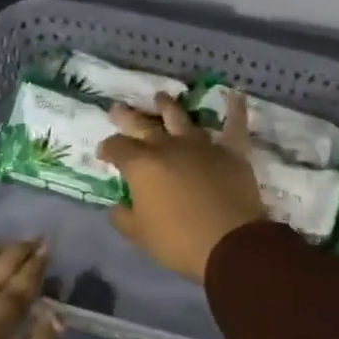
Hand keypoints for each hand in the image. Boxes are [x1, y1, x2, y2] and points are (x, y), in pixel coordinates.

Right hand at [98, 92, 266, 282]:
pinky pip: (234, 125)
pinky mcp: (231, 152)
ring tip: (160, 97)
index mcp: (141, 165)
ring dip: (168, 106)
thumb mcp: (140, 235)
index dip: (107, 149)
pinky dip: (235, 109)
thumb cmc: (178, 241)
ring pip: (181, 118)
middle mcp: (168, 147)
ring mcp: (201, 145)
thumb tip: (117, 206)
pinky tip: (235, 95)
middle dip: (128, 117)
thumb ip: (123, 218)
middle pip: (143, 125)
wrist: (229, 243)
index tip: (103, 153)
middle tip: (118, 109)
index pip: (116, 148)